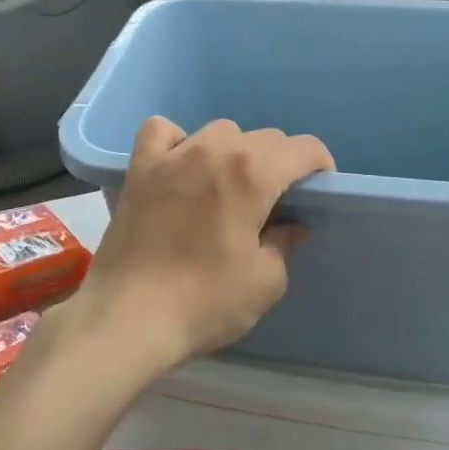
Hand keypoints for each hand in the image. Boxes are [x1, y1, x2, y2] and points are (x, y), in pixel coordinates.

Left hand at [72, 117, 334, 374]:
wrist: (128, 318)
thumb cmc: (206, 302)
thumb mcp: (265, 281)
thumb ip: (284, 243)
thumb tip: (290, 226)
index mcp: (253, 173)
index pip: (304, 148)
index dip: (320, 166)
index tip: (317, 191)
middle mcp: (214, 150)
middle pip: (263, 138)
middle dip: (280, 163)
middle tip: (276, 201)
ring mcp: (172, 156)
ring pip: (218, 132)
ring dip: (234, 151)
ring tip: (230, 186)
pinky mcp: (139, 169)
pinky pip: (162, 132)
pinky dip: (177, 141)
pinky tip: (181, 167)